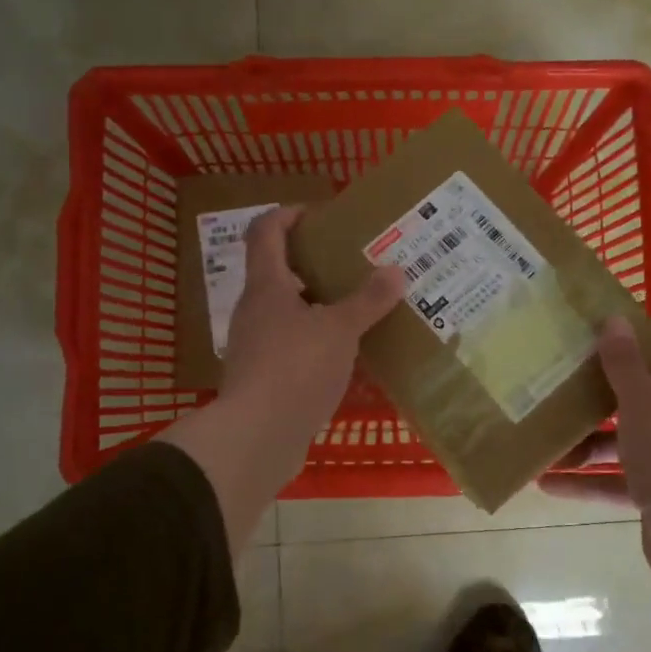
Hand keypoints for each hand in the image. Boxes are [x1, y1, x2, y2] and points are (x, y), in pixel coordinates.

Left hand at [162, 205, 402, 554]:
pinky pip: (292, 347)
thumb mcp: (340, 330)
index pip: (266, 231)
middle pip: (278, 271)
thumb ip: (367, 300)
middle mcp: (255, 309)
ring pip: (287, 312)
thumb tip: (395, 271)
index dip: (288, 215)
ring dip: (318, 306)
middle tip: (353, 265)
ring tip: (357, 309)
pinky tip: (347, 355)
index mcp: (267, 286)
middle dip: (314, 264)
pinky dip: (317, 342)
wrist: (257, 436)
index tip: (321, 216)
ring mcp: (255, 345)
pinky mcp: (263, 377)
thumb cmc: (295, 368)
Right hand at [540, 319, 650, 609]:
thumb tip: (615, 319)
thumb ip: (625, 365)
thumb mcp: (643, 407)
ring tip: (545, 436)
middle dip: (607, 390)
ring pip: (623, 441)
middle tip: (568, 380)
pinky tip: (546, 482)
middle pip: (648, 395)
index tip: (633, 336)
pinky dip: (583, 481)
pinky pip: (613, 482)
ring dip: (586, 441)